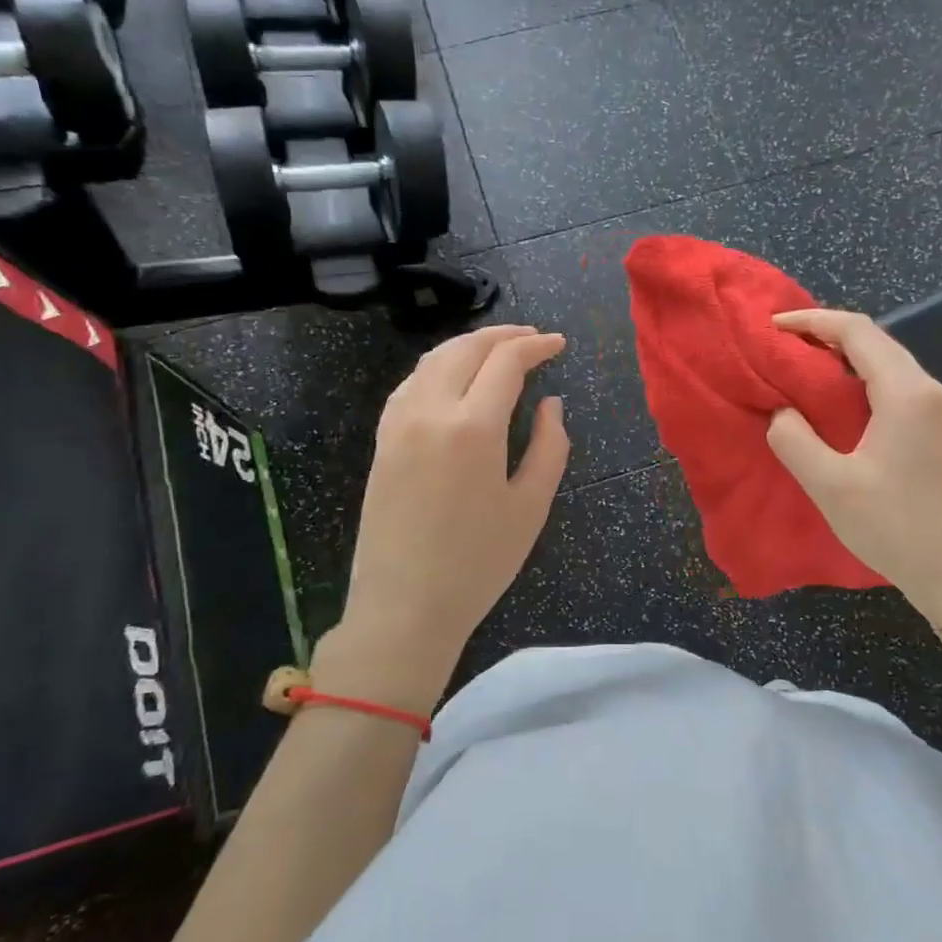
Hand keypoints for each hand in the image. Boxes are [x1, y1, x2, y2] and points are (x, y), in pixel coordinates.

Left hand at [314, 324, 568, 712]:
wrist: (404, 607)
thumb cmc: (478, 564)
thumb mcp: (530, 507)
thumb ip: (550, 446)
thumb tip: (551, 404)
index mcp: (473, 427)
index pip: (506, 362)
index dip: (536, 346)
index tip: (559, 344)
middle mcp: (430, 411)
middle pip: (465, 349)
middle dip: (503, 335)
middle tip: (532, 337)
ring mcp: (398, 424)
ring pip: (433, 360)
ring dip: (468, 345)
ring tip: (497, 350)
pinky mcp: (382, 441)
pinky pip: (411, 384)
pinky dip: (439, 367)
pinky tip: (454, 378)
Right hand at [765, 310, 941, 624]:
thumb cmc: (894, 528)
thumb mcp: (830, 486)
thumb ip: (794, 440)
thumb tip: (781, 412)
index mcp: (908, 394)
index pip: (858, 333)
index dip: (812, 322)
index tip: (773, 327)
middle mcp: (932, 391)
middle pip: (876, 342)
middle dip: (826, 337)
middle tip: (781, 348)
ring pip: (888, 365)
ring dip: (845, 360)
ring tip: (801, 371)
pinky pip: (898, 388)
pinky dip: (863, 383)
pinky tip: (838, 403)